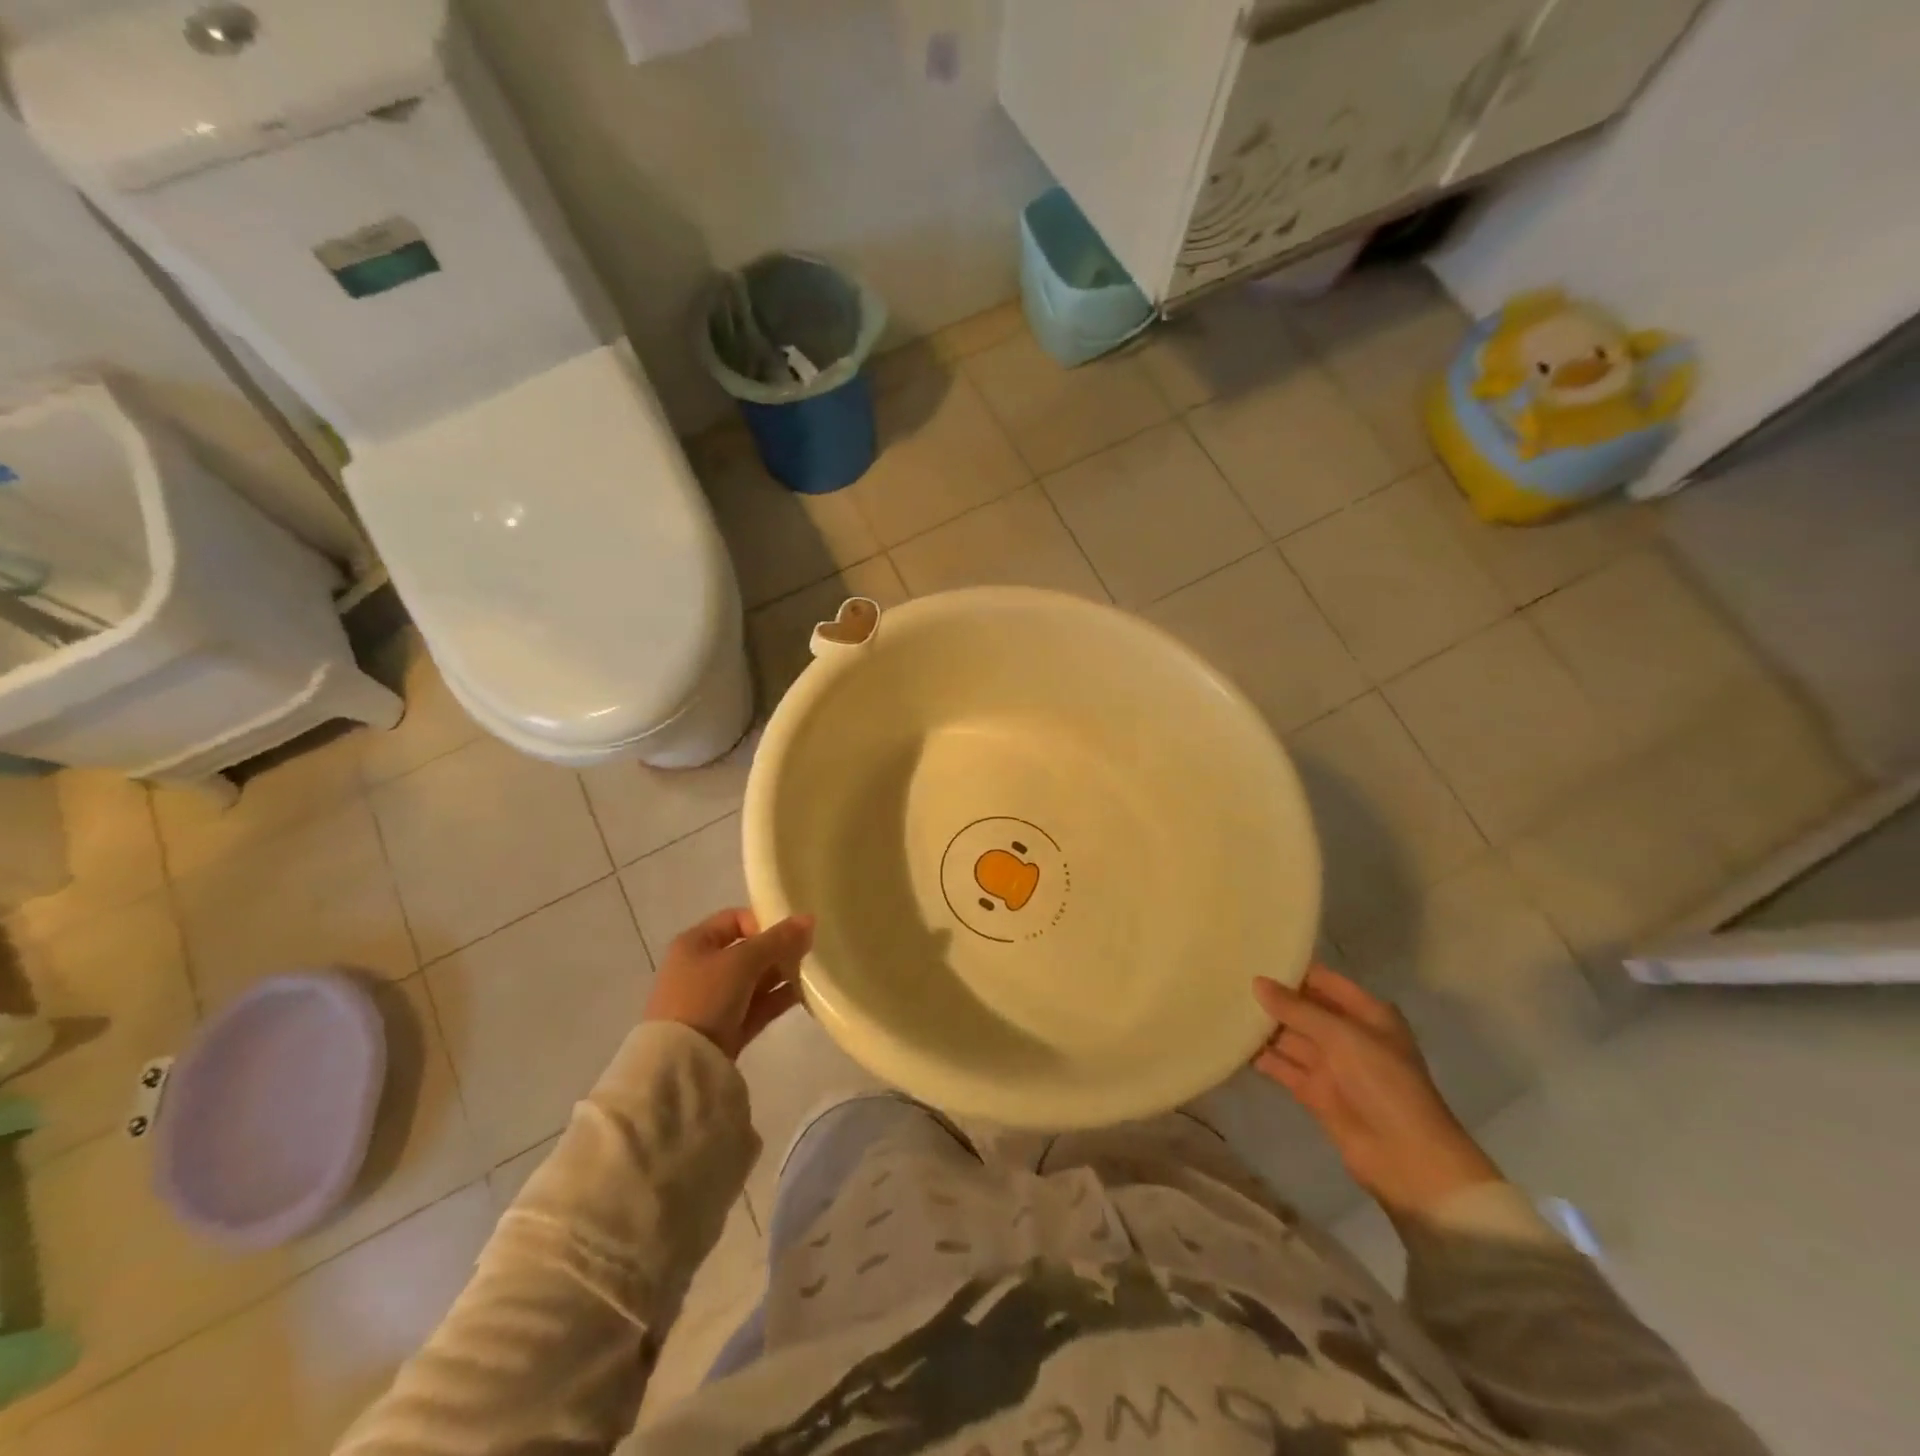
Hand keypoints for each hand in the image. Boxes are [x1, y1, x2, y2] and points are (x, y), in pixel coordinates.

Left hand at [643, 909, 813, 1058]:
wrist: (681, 1062)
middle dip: (778, 950)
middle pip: (748, 950)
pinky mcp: (727, 1027)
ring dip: (782, 974)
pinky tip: (804, 994)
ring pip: (756, 979)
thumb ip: (778, 940)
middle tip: (807, 953)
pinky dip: (778, 998)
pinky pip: (758, 1005)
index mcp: (695, 944)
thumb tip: (809, 919)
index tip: (788, 934)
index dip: (763, 922)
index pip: (735, 920)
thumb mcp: (742, 961)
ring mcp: (714, 1000)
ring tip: (811, 973)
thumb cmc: (706, 996)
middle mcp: (702, 968)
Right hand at [1252, 965, 1498, 1220]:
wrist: (1407, 1159)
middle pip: (1304, 1009)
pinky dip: (1262, 1056)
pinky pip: (1283, 1067)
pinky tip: (1232, 1042)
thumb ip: (1297, 1009)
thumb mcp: (1342, 1036)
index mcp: (1367, 1014)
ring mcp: (1331, 1065)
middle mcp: (1348, 1035)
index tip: (1253, 954)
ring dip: (1263, 1026)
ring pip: (1290, 1037)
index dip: (1292, 969)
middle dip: (1272, 997)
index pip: (1323, 981)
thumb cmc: (1384, 1083)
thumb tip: (1256, 982)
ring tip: (1222, 1004)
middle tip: (1228, 977)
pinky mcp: (1315, 1092)